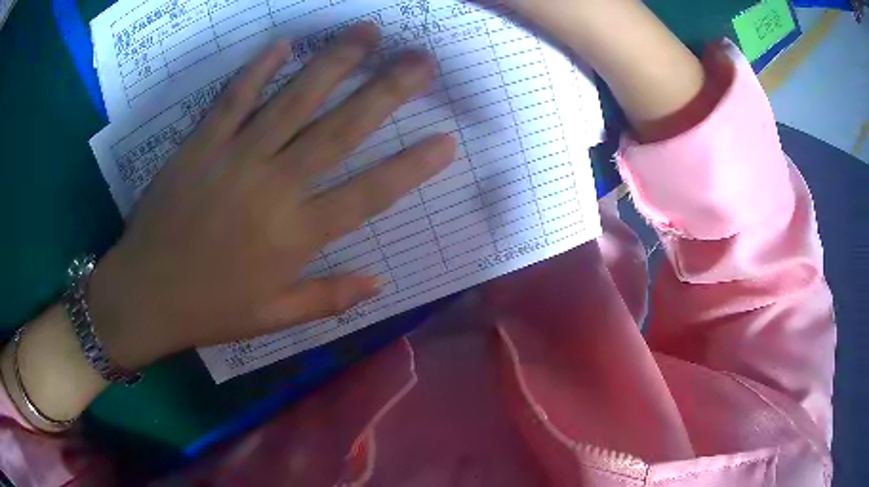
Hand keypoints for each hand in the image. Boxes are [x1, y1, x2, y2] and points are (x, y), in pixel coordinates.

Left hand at [87, 23, 455, 369]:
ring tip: (368, 32)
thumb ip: (328, 299)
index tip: (447, 139)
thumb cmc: (209, 310)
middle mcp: (274, 187)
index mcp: (296, 236)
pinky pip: (233, 98)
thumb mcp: (272, 318)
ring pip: (293, 100)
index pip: (369, 194)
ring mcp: (235, 158)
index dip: (412, 166)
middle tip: (421, 61)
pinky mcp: (200, 144)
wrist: (144, 295)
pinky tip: (284, 43)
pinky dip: (258, 69)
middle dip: (387, 91)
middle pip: (340, 130)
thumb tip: (379, 283)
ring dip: (335, 62)